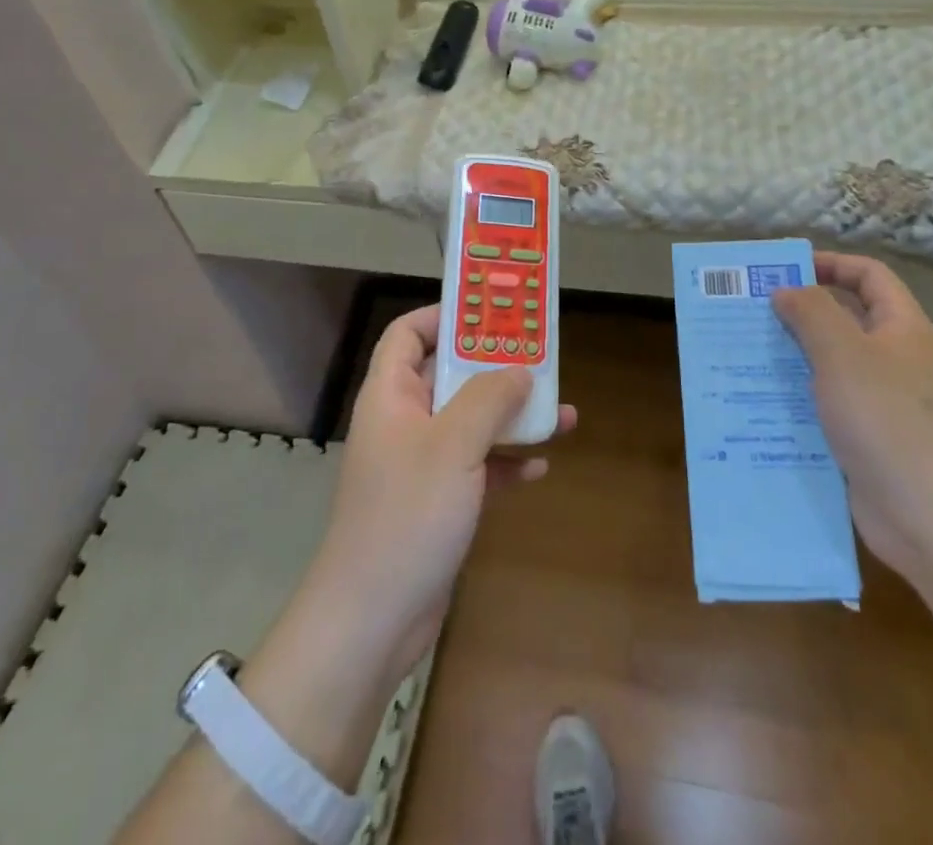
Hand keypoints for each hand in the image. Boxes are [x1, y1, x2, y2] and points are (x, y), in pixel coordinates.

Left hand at [305, 306, 575, 678]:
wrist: (373, 620)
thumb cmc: (408, 514)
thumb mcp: (453, 445)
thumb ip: (488, 399)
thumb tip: (518, 369)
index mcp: (391, 395)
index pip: (408, 334)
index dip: (444, 317)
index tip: (489, 312)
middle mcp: (403, 421)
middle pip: (449, 376)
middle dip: (494, 369)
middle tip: (540, 359)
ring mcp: (420, 464)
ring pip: (469, 423)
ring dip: (510, 417)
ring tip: (560, 414)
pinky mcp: (437, 502)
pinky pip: (476, 467)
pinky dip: (504, 462)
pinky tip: (539, 466)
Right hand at [772, 254, 932, 584]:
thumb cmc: (888, 421)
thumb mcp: (843, 353)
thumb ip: (811, 312)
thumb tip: (787, 291)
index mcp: (901, 328)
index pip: (868, 275)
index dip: (830, 264)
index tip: (783, 271)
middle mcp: (896, 359)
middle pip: (846, 318)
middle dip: (799, 312)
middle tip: (750, 313)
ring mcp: (884, 402)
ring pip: (831, 365)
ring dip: (792, 357)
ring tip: (745, 355)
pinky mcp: (869, 439)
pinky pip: (828, 405)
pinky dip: (798, 399)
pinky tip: (763, 404)